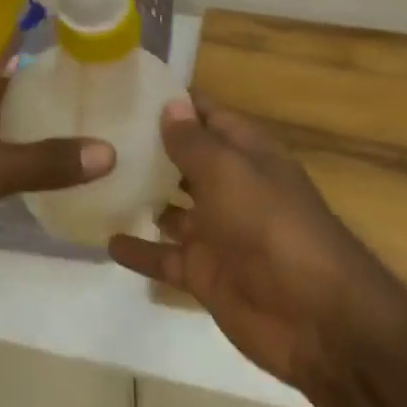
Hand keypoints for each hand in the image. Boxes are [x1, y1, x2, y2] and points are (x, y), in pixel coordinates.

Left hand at [0, 54, 114, 264]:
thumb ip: (45, 162)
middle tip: (95, 109)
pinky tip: (27, 179)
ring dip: (23, 132)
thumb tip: (109, 151)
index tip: (92, 63)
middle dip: (44, 98)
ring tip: (74, 143)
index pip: (11, 50)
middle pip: (4, 87)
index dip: (49, 52)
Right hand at [108, 97, 390, 389]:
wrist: (316, 318)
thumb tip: (171, 104)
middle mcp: (231, 188)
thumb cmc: (272, 227)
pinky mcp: (204, 274)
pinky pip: (163, 257)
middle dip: (148, 148)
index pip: (207, 116)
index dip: (174, 102)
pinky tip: (102, 240)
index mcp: (247, 155)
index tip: (128, 88)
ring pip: (170, 209)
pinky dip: (138, 250)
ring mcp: (217, 233)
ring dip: (138, 197)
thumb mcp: (229, 173)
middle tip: (96, 132)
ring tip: (91, 181)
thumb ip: (194, 142)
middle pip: (185, 161)